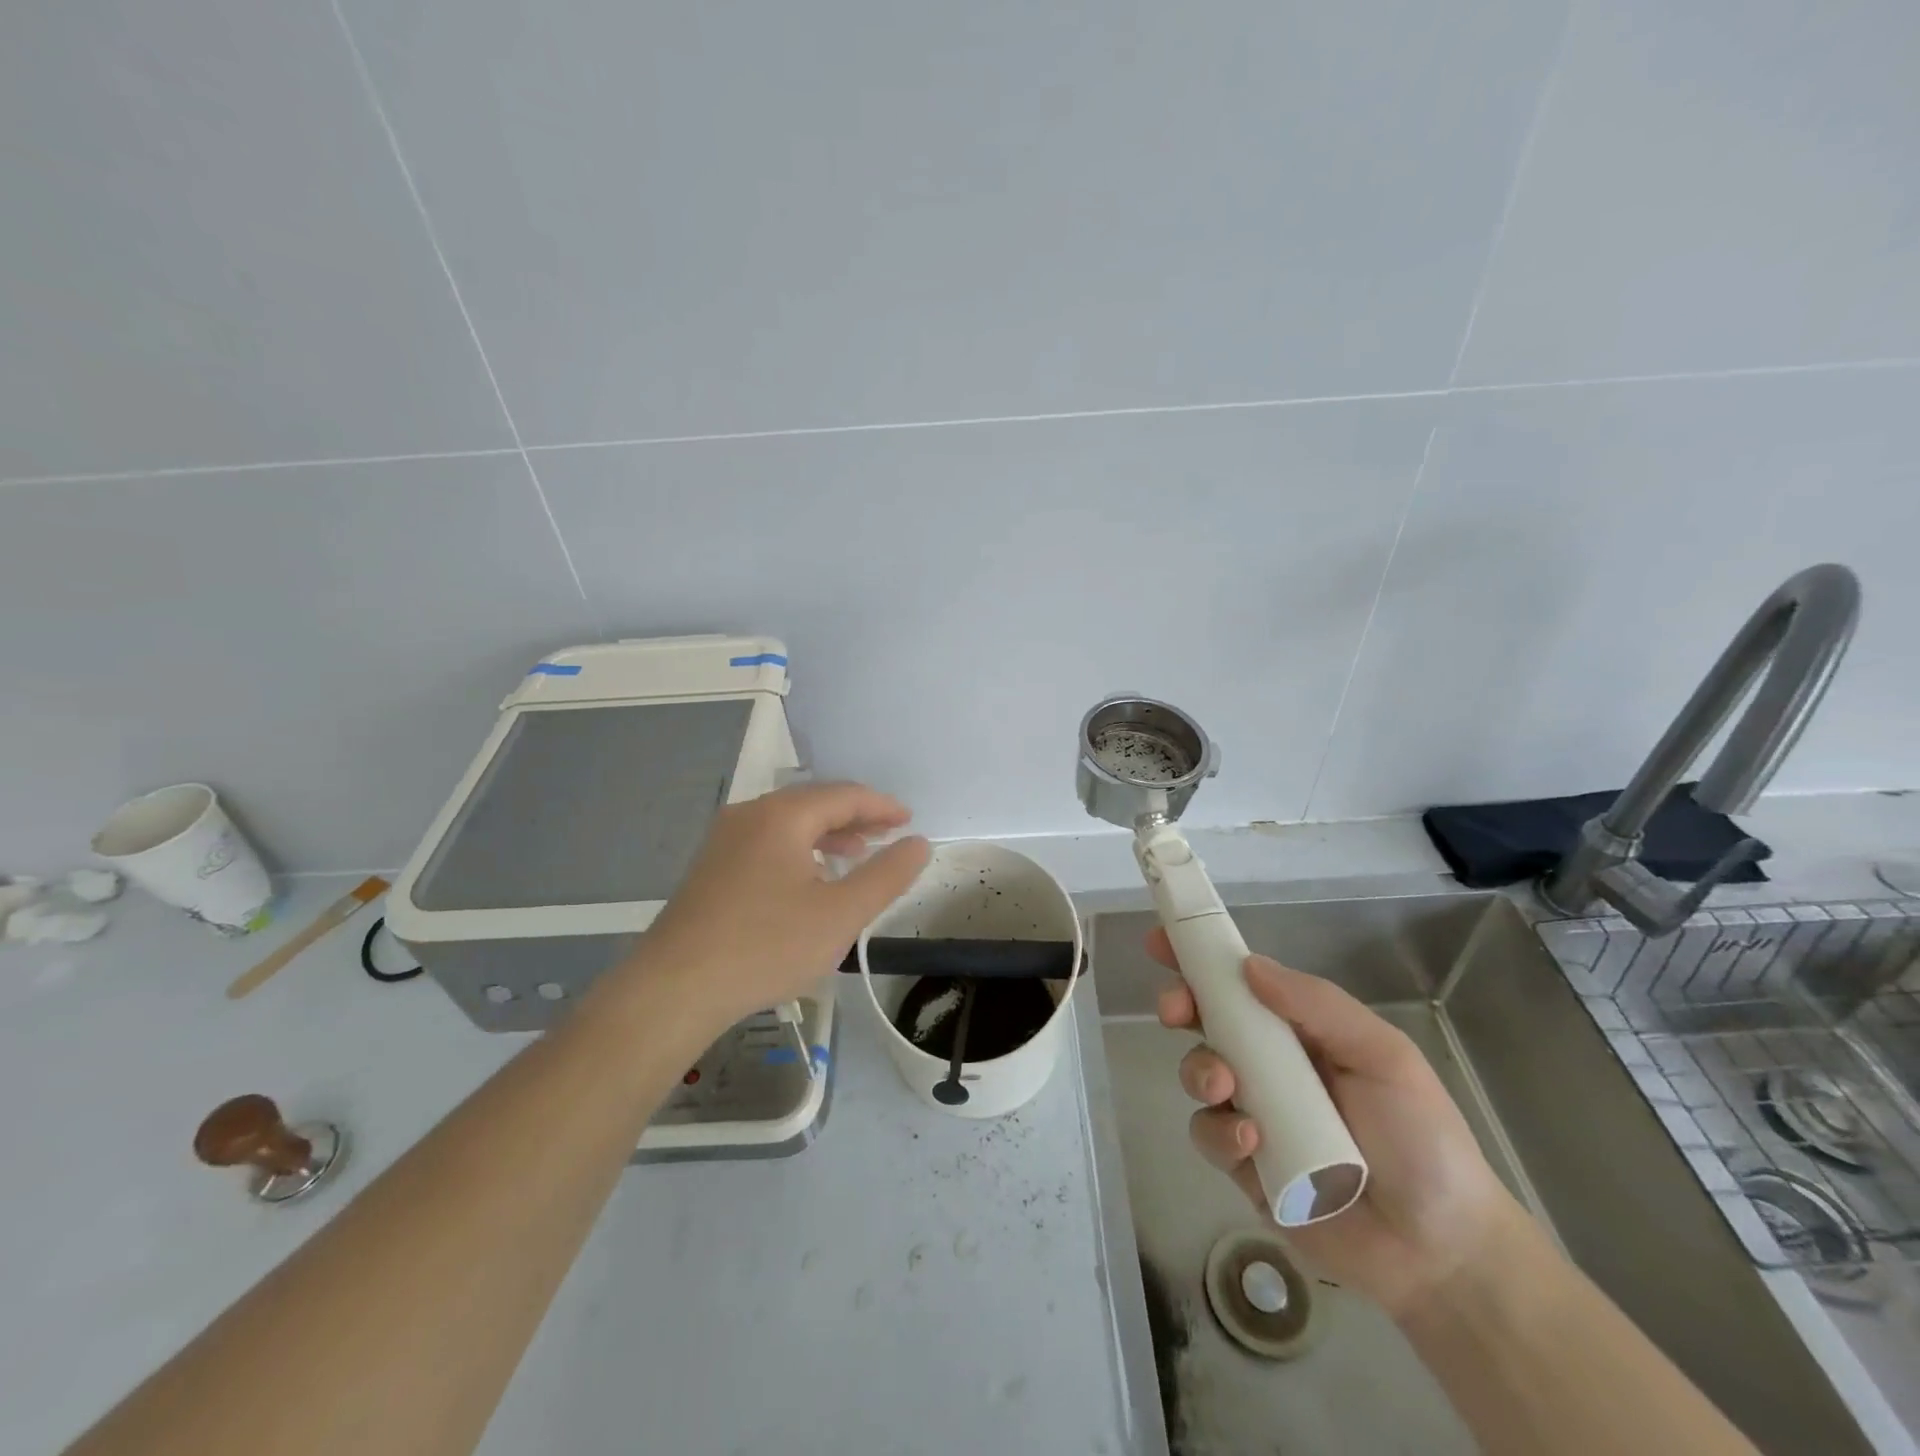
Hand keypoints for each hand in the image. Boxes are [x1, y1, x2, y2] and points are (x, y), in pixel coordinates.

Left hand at [631, 783, 930, 1028]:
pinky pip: (766, 843)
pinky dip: (798, 850)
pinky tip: (808, 881)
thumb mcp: (841, 914)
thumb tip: (918, 843)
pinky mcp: (710, 869)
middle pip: (813, 803)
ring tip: (856, 855)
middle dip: (855, 817)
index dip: (881, 806)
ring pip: (788, 824)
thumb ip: (887, 876)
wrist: (674, 989)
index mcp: (782, 815)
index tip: (909, 821)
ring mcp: (724, 841)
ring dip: (827, 835)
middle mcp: (749, 815)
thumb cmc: (766, 947)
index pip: (844, 795)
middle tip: (888, 834)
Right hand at [1151, 928, 1525, 1318]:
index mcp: (1301, 1032)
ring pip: (1200, 1075)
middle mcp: (1271, 1066)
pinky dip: (1221, 1132)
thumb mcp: (1382, 1054)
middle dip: (1180, 1006)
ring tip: (1225, 1087)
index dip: (1201, 960)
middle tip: (1174, 1010)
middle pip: (1206, 1022)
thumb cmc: (1421, 1138)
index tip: (1161, 940)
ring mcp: (1254, 1114)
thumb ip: (1318, 1005)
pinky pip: (1209, 1135)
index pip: (1242, 985)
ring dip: (1200, 1071)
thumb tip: (1248, 965)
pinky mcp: (1244, 1165)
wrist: (1441, 1250)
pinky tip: (1252, 1142)